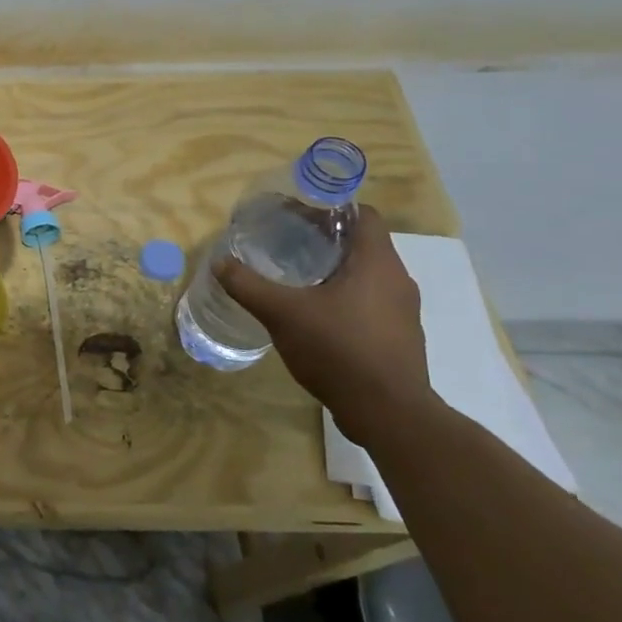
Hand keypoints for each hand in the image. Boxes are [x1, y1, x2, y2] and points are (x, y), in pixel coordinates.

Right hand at [215, 204, 434, 447]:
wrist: (388, 413)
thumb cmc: (338, 350)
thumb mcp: (282, 313)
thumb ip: (248, 285)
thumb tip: (219, 261)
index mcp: (377, 263)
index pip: (365, 214)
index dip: (331, 208)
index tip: (297, 213)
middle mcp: (397, 280)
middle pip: (363, 243)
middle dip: (325, 238)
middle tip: (286, 241)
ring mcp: (402, 311)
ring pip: (367, 274)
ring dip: (334, 268)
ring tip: (295, 276)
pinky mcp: (399, 336)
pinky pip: (370, 301)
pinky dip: (344, 296)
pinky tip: (315, 313)